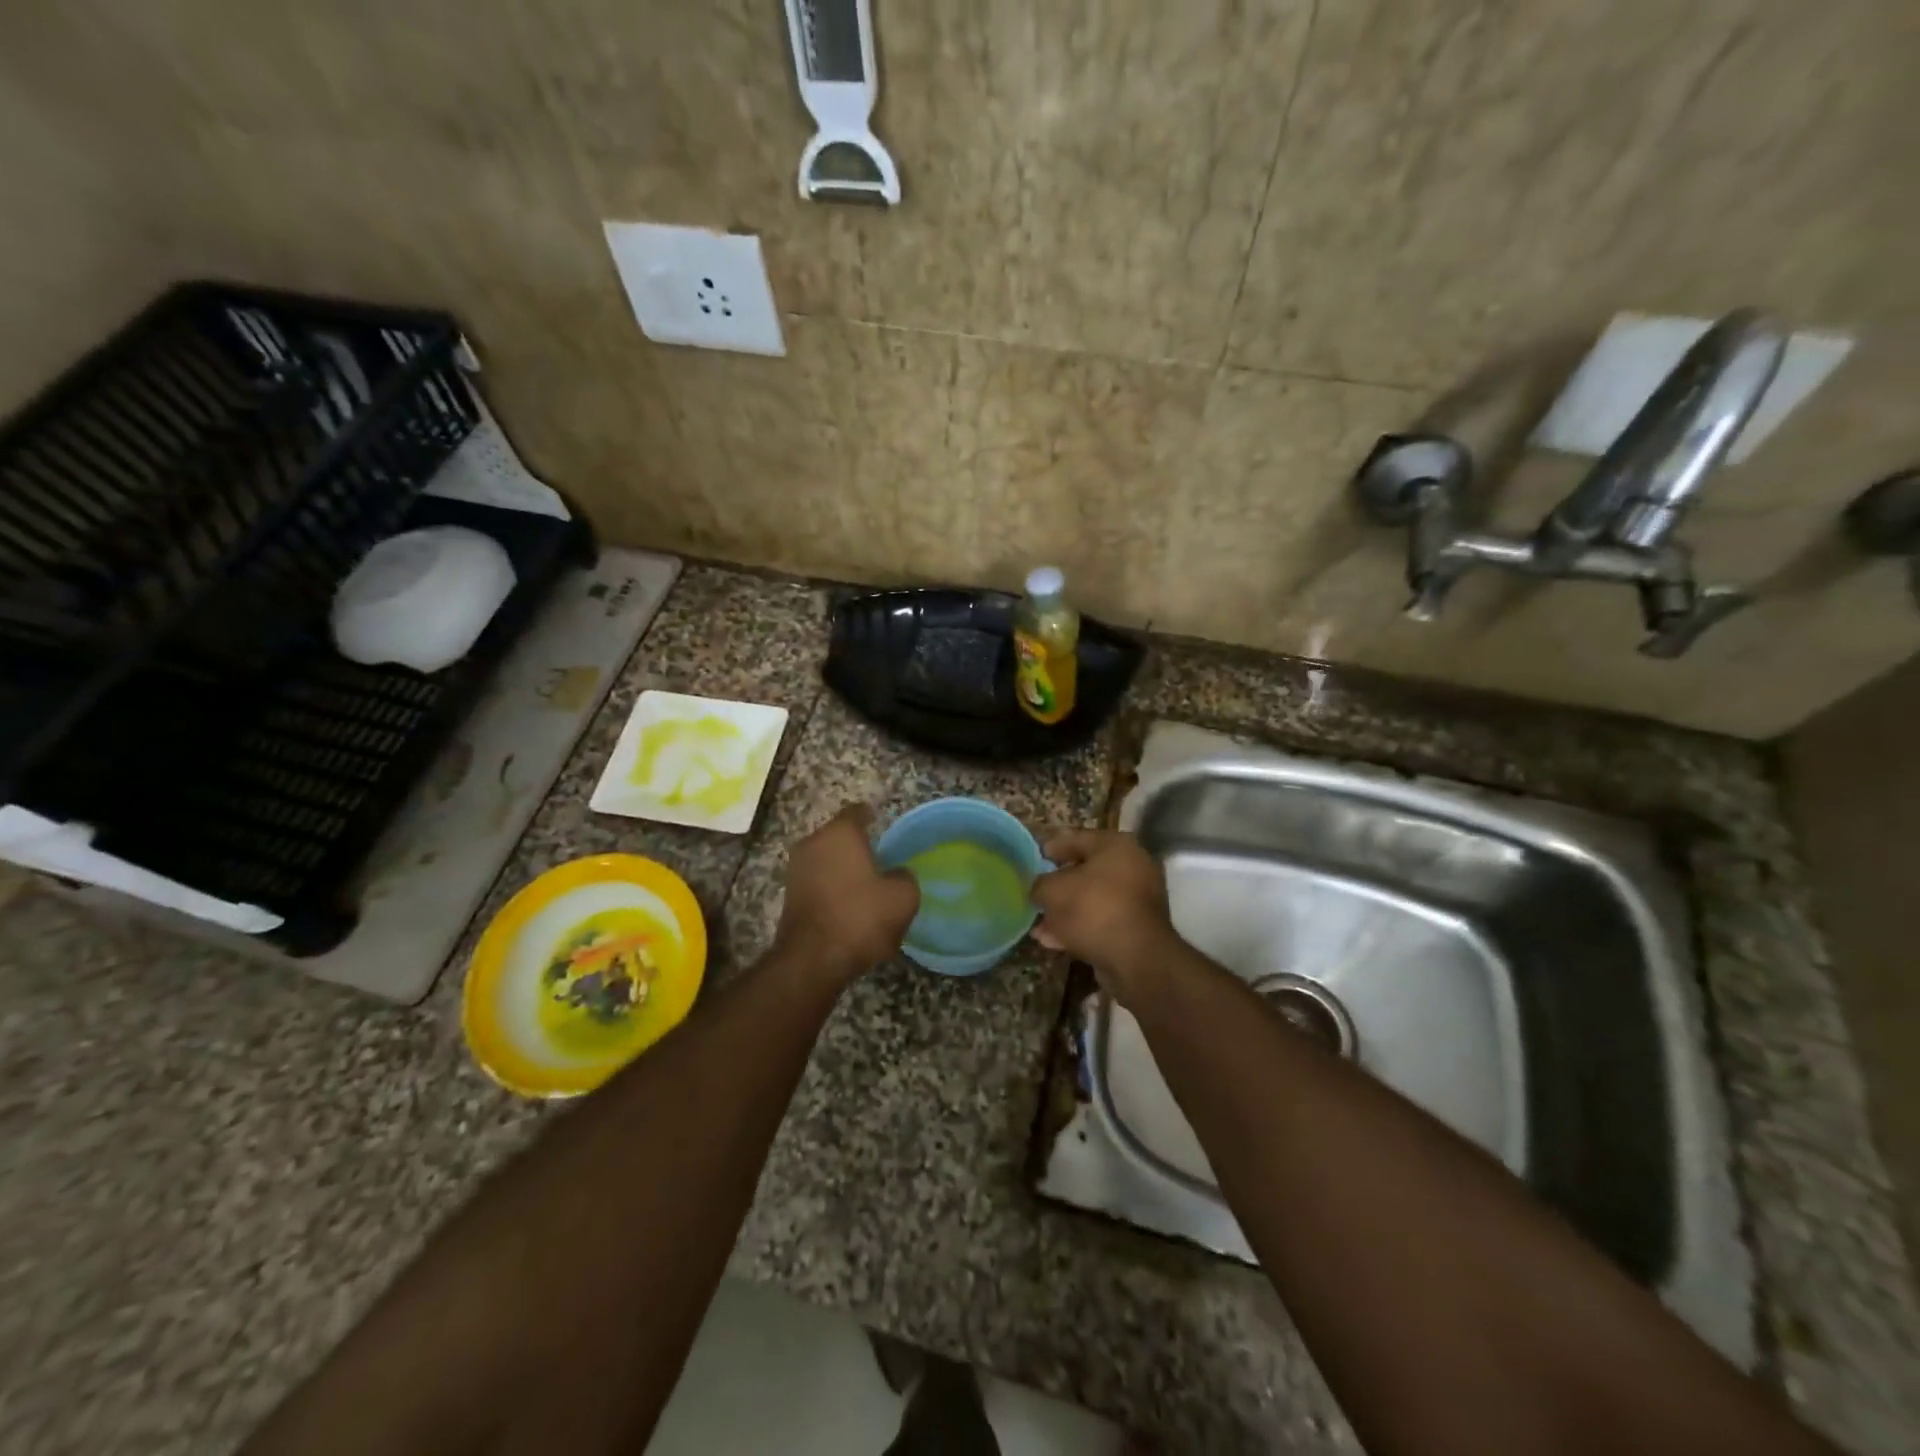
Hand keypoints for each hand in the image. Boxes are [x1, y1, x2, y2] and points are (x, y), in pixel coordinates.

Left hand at [773, 803, 919, 985]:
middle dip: (857, 846)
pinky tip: (848, 906)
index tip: (883, 825)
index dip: (872, 817)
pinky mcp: (789, 896)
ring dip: (843, 869)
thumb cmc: (861, 917)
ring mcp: (796, 870)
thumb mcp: (903, 897)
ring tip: (866, 886)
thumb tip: (896, 874)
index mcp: (840, 833)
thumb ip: (904, 876)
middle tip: (880, 860)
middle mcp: (813, 843)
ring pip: (826, 860)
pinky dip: (832, 888)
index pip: (857, 812)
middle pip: (838, 836)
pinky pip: (817, 882)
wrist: (813, 961)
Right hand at [1030, 831, 1176, 1003]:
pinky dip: (1080, 928)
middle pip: (1087, 871)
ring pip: (1093, 900)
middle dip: (1059, 885)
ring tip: (1039, 924)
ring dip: (1066, 911)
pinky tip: (1053, 941)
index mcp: (1117, 845)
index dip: (1052, 848)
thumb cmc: (1093, 909)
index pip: (1078, 839)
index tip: (1035, 858)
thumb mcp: (1053, 891)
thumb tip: (1038, 889)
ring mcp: (1139, 899)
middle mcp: (1133, 866)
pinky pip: (1102, 921)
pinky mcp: (1138, 929)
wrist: (1136, 958)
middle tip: (1037, 892)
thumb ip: (1040, 884)